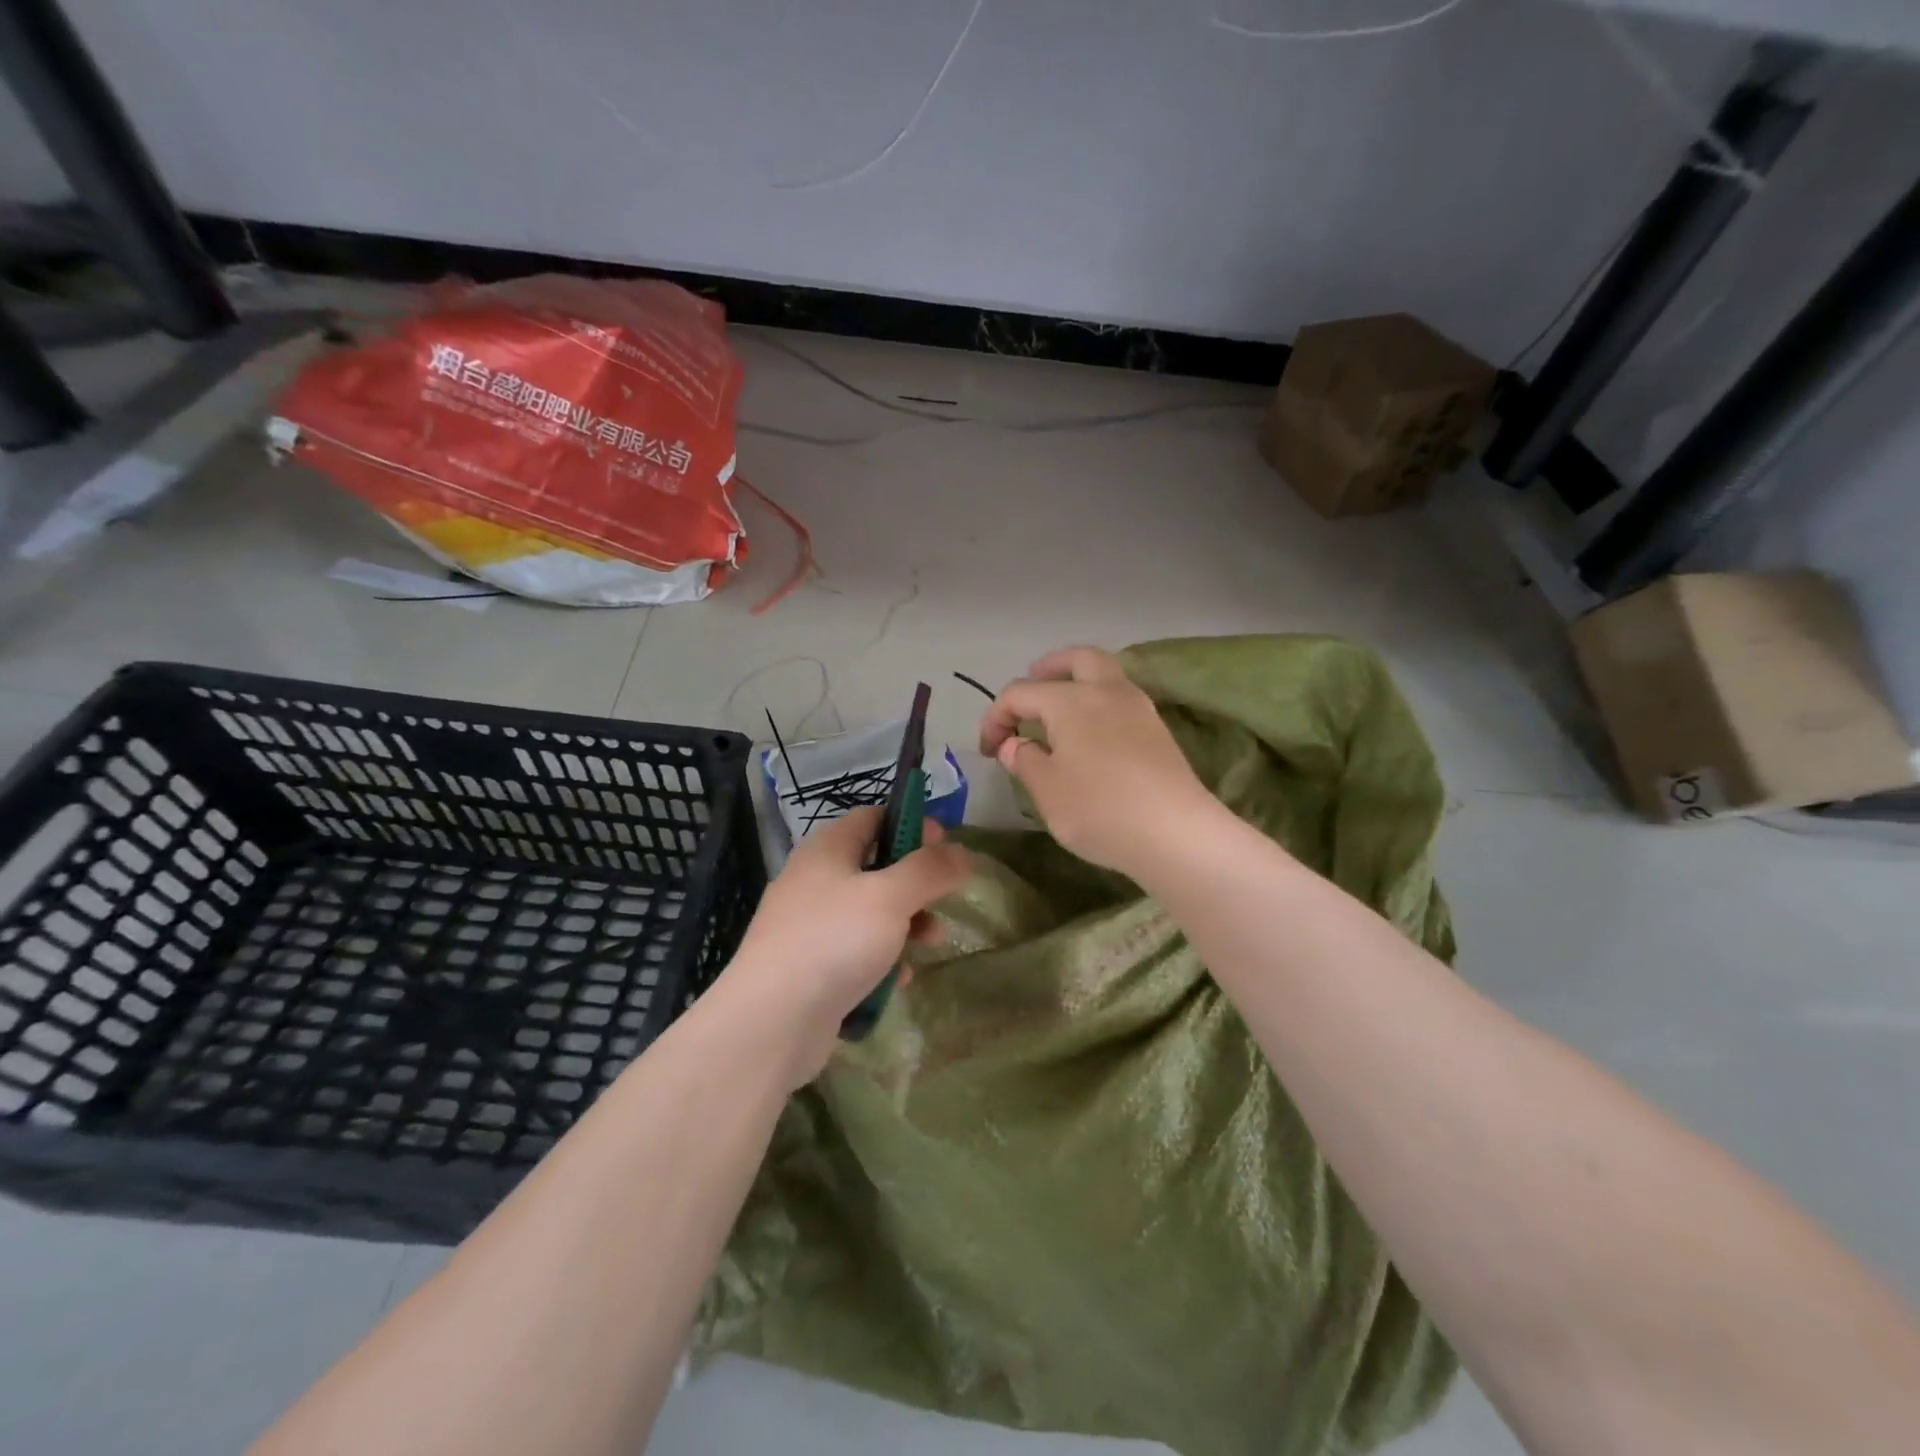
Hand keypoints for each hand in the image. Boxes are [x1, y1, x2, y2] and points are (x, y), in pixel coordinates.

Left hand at [717, 807, 970, 1084]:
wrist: (771, 1020)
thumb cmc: (834, 941)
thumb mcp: (890, 897)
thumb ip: (929, 870)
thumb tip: (961, 852)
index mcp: (828, 849)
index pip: (874, 817)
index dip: (912, 824)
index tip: (946, 847)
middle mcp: (815, 880)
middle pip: (876, 866)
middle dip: (916, 883)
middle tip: (945, 899)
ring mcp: (810, 925)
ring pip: (870, 912)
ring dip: (906, 923)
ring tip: (932, 943)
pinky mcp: (810, 965)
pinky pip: (855, 950)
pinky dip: (882, 958)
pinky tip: (899, 978)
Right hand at [979, 646, 1217, 877]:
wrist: (1176, 834)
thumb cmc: (1100, 809)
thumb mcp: (1047, 790)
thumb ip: (1024, 760)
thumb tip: (1014, 744)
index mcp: (1071, 700)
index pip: (1021, 693)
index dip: (996, 717)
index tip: (989, 750)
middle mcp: (1107, 691)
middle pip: (1077, 659)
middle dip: (1049, 668)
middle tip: (1031, 691)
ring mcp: (1138, 708)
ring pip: (1105, 676)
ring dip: (1078, 683)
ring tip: (1059, 716)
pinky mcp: (1157, 731)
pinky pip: (1121, 700)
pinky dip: (1099, 704)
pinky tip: (1090, 736)